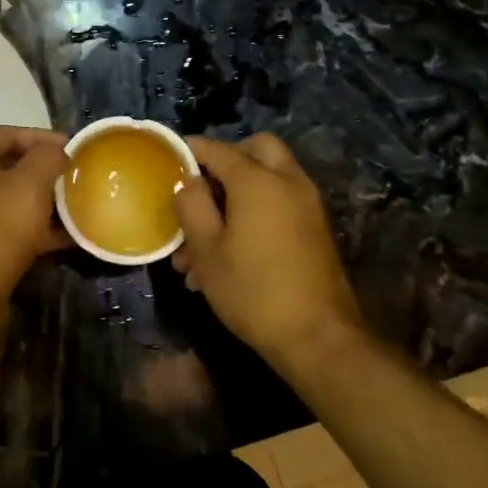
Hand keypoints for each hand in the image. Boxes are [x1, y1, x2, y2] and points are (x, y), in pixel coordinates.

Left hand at [0, 126, 70, 308]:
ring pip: (18, 199)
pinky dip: (43, 229)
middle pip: (14, 166)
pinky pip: (19, 228)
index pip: (8, 133)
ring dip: (49, 201)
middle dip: (48, 170)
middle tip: (79, 177)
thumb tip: (57, 151)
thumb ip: (47, 158)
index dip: (41, 135)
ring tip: (81, 206)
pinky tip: (71, 238)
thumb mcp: (29, 185)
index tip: (72, 148)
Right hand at [172, 133, 363, 364]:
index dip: (190, 151)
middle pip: (257, 149)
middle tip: (201, 187)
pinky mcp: (314, 230)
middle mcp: (288, 182)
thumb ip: (192, 206)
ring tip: (198, 245)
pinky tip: (225, 258)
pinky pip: (279, 205)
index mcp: (258, 181)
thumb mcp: (207, 249)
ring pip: (267, 180)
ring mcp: (306, 206)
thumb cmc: (253, 290)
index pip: (217, 149)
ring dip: (235, 196)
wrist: (318, 338)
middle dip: (226, 161)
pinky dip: (254, 214)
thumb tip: (187, 182)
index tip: (169, 159)